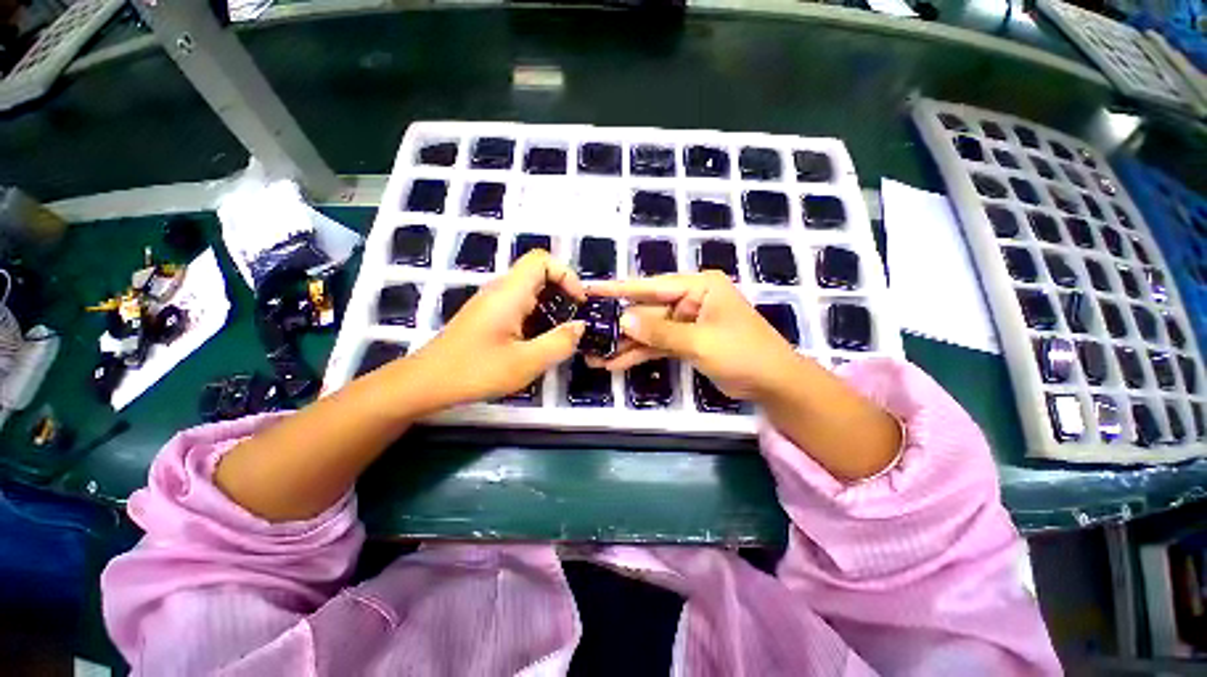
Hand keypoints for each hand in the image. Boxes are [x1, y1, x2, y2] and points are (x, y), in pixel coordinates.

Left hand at [408, 250, 585, 405]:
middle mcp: (500, 291)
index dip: (566, 274)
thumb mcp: (526, 362)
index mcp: (509, 293)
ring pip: (531, 292)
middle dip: (563, 292)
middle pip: (539, 274)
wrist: (426, 382)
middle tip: (575, 320)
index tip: (578, 302)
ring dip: (551, 307)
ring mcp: (492, 303)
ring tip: (562, 333)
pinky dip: (538, 317)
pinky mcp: (489, 316)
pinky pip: (521, 306)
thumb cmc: (475, 371)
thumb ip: (559, 343)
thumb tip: (580, 326)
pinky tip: (540, 342)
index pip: (542, 260)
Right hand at [589, 271, 800, 400]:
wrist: (773, 384)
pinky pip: (658, 345)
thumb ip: (660, 332)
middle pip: (647, 310)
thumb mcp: (700, 341)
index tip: (591, 290)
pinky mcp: (686, 341)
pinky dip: (640, 354)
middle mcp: (690, 299)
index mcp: (699, 287)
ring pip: (650, 330)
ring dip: (626, 344)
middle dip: (620, 326)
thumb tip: (623, 319)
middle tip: (588, 334)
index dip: (619, 289)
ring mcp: (686, 321)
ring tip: (596, 357)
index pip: (652, 285)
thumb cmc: (743, 353)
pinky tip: (617, 363)